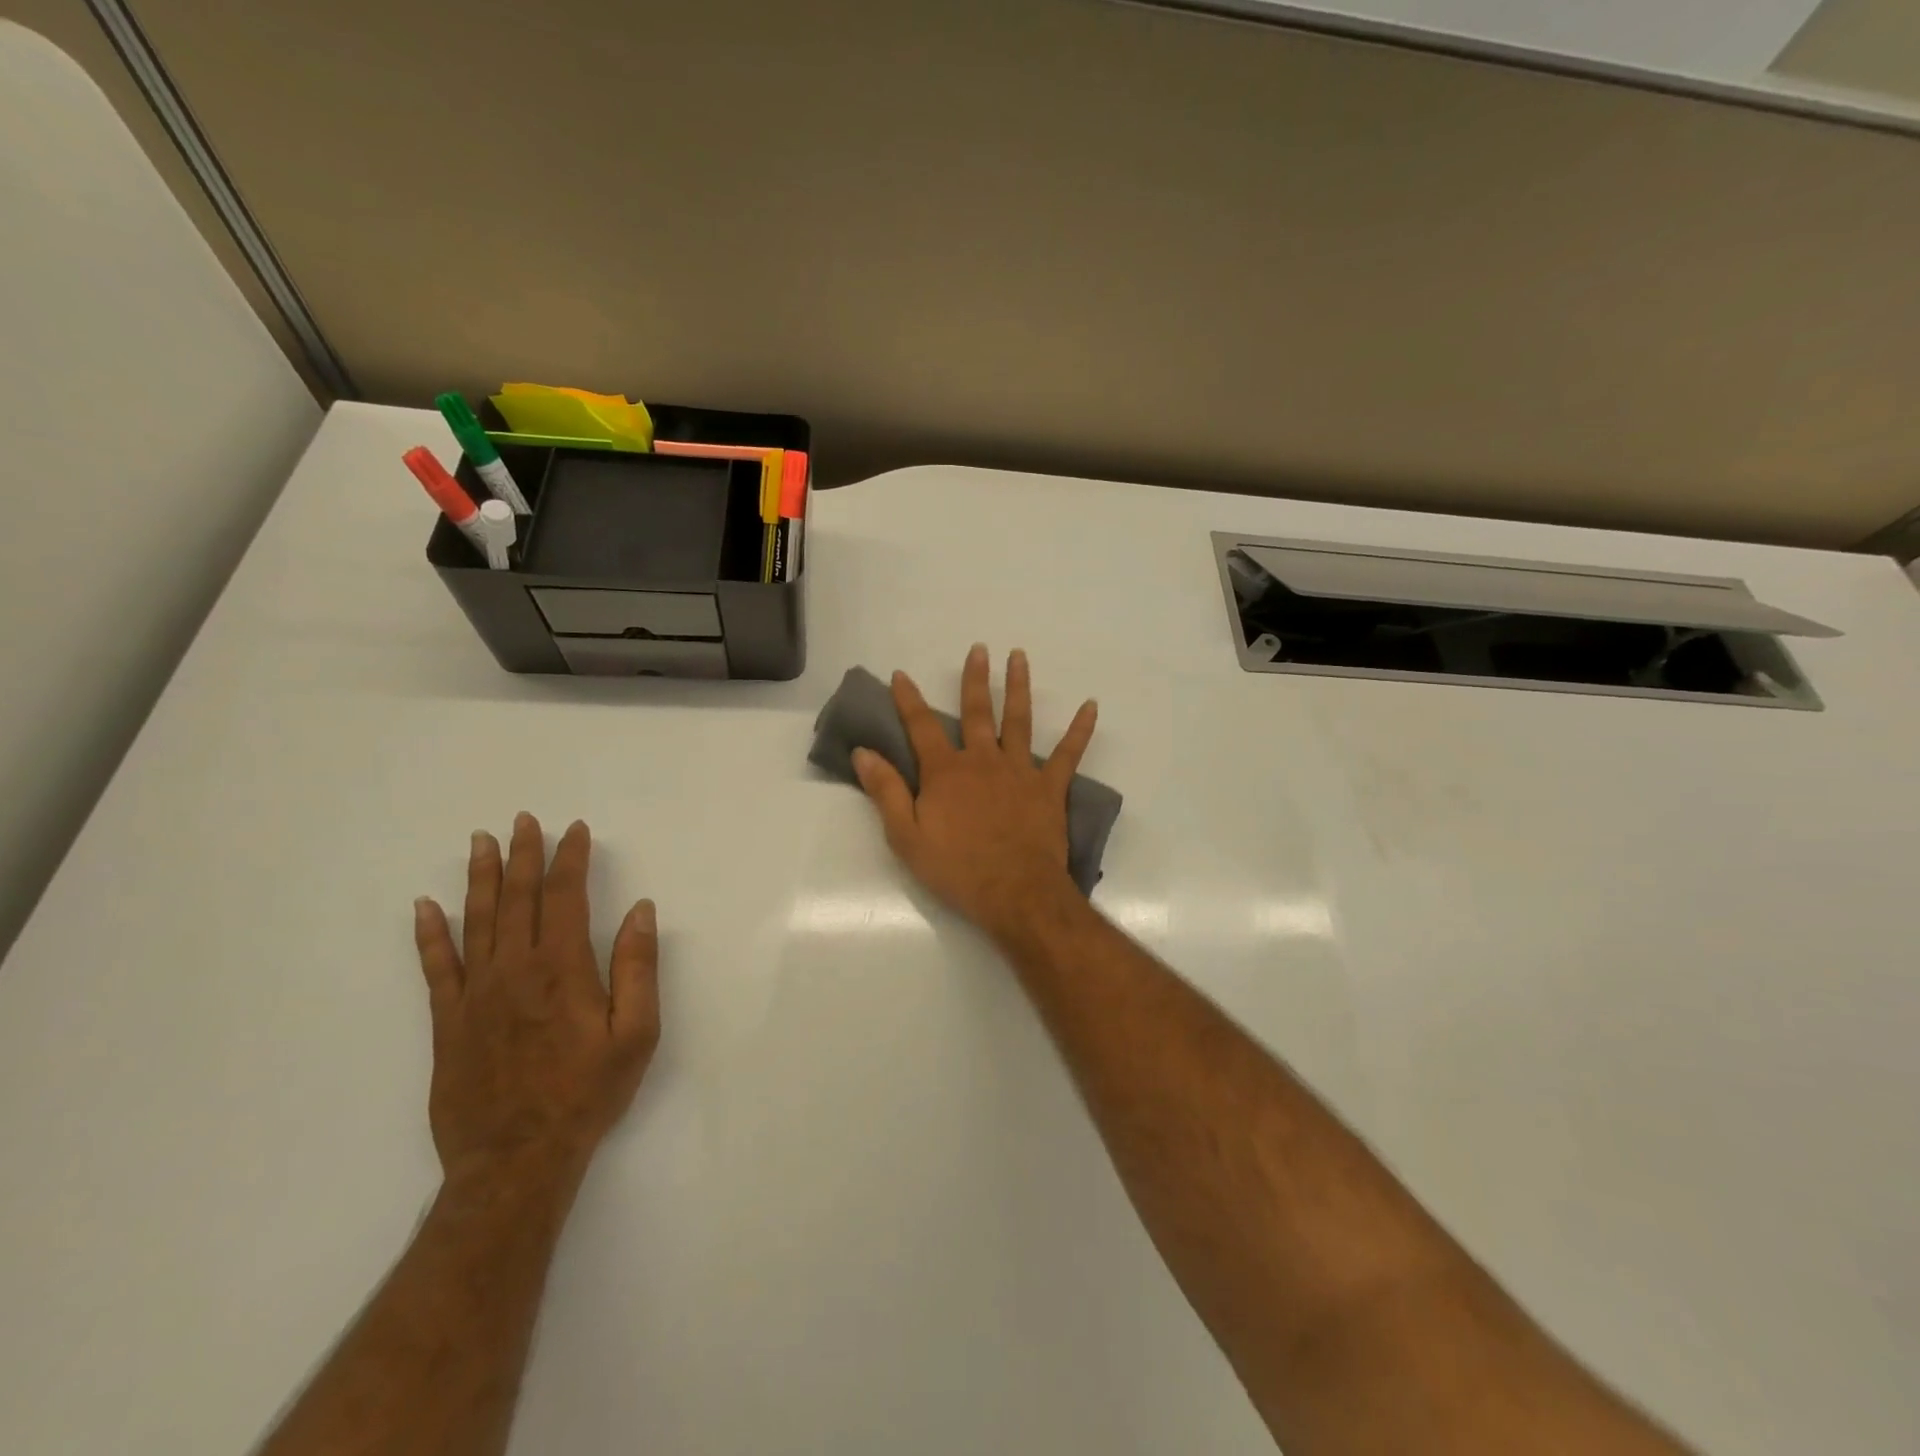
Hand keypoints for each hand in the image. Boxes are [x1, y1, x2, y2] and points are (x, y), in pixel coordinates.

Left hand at [412, 813, 659, 1192]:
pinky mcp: (448, 1022)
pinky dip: (430, 935)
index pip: (564, 897)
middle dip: (524, 855)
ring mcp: (475, 995)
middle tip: (524, 821)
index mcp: (562, 968)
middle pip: (517, 899)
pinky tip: (425, 908)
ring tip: (482, 843)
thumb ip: (637, 967)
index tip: (575, 830)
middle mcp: (514, 970)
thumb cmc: (588, 1093)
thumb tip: (640, 910)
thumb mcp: (636, 1033)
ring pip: (476, 922)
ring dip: (481, 878)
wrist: (517, 1159)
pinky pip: (435, 968)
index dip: (570, 859)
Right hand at [853, 644, 1096, 941]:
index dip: (908, 699)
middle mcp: (983, 761)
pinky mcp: (1049, 788)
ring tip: (1019, 657)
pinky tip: (1090, 706)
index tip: (901, 675)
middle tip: (979, 649)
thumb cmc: (957, 869)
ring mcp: (1019, 771)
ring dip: (1018, 687)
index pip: (921, 727)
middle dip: (974, 679)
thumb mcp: (906, 836)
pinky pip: (1068, 754)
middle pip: (976, 712)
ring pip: (1018, 721)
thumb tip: (863, 752)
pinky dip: (1080, 730)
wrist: (1015, 893)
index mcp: (946, 772)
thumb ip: (886, 791)